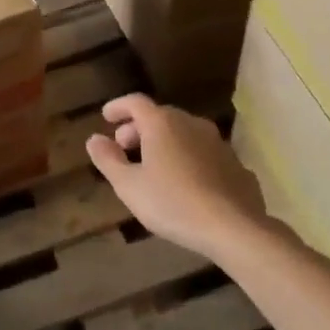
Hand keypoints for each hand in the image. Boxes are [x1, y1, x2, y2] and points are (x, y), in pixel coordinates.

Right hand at [85, 95, 266, 260]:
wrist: (232, 226)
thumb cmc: (172, 202)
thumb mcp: (128, 185)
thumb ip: (108, 159)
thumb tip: (94, 139)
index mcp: (162, 124)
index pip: (135, 103)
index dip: (118, 107)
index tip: (106, 117)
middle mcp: (191, 124)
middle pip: (161, 116)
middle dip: (139, 128)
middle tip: (125, 147)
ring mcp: (217, 142)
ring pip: (184, 133)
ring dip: (165, 142)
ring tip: (153, 165)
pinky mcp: (235, 163)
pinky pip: (203, 153)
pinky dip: (188, 158)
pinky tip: (185, 181)